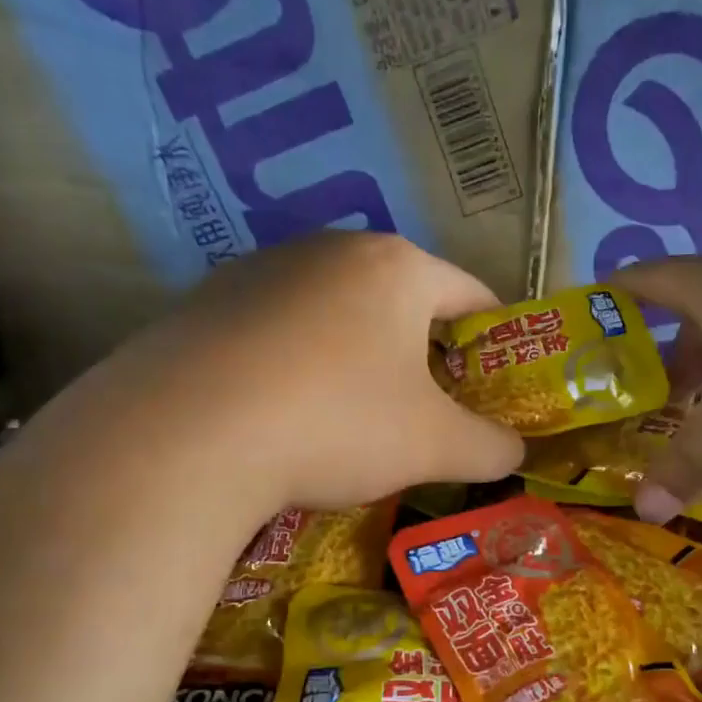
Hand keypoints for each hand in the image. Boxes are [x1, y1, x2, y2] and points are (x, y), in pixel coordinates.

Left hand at [55, 233, 524, 511]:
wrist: (186, 435)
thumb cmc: (337, 423)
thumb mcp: (435, 446)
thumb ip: (492, 447)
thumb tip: (515, 451)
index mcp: (396, 267)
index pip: (473, 294)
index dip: (498, 342)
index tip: (499, 389)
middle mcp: (329, 250)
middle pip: (404, 302)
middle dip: (427, 356)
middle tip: (433, 414)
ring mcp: (261, 271)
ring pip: (339, 316)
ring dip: (362, 361)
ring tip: (357, 421)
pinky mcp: (209, 303)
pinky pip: (282, 333)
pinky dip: (302, 367)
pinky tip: (290, 416)